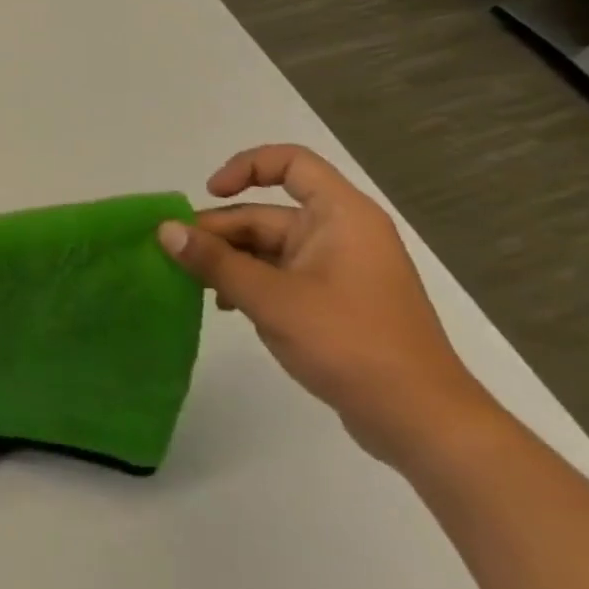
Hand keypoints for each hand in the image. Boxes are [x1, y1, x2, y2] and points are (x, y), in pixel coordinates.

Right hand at [158, 144, 493, 465]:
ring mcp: (340, 270)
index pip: (291, 162)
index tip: (210, 193)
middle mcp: (342, 234)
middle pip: (267, 213)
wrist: (424, 425)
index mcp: (341, 217)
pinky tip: (225, 306)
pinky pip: (281, 276)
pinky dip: (249, 283)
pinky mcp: (336, 303)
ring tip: (195, 285)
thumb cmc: (351, 344)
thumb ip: (214, 260)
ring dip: (230, 261)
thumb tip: (165, 229)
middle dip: (220, 232)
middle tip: (178, 256)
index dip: (246, 167)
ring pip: (268, 248)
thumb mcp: (270, 298)